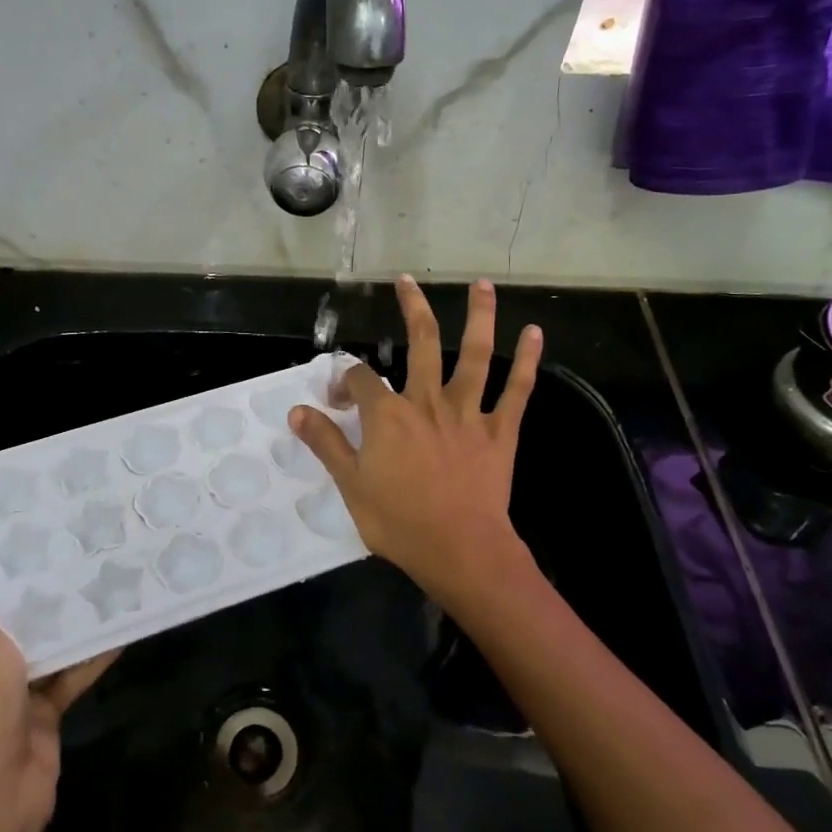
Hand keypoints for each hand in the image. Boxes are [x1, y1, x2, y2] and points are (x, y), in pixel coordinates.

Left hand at [0, 549, 116, 831]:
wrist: (0, 791)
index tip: (10, 536)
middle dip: (28, 590)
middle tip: (61, 548)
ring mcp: (5, 693)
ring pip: (36, 646)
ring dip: (61, 621)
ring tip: (93, 577)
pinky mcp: (38, 711)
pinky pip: (64, 675)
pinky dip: (86, 657)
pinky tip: (117, 628)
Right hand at [290, 276, 539, 599]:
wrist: (460, 550)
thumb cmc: (399, 522)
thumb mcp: (350, 485)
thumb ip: (325, 443)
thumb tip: (297, 411)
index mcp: (388, 415)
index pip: (361, 378)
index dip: (345, 381)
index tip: (339, 399)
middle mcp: (427, 401)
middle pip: (421, 343)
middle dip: (412, 308)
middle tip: (407, 281)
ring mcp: (467, 413)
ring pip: (475, 354)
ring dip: (478, 317)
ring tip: (481, 285)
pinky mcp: (500, 431)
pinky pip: (517, 390)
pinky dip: (527, 360)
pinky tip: (534, 333)